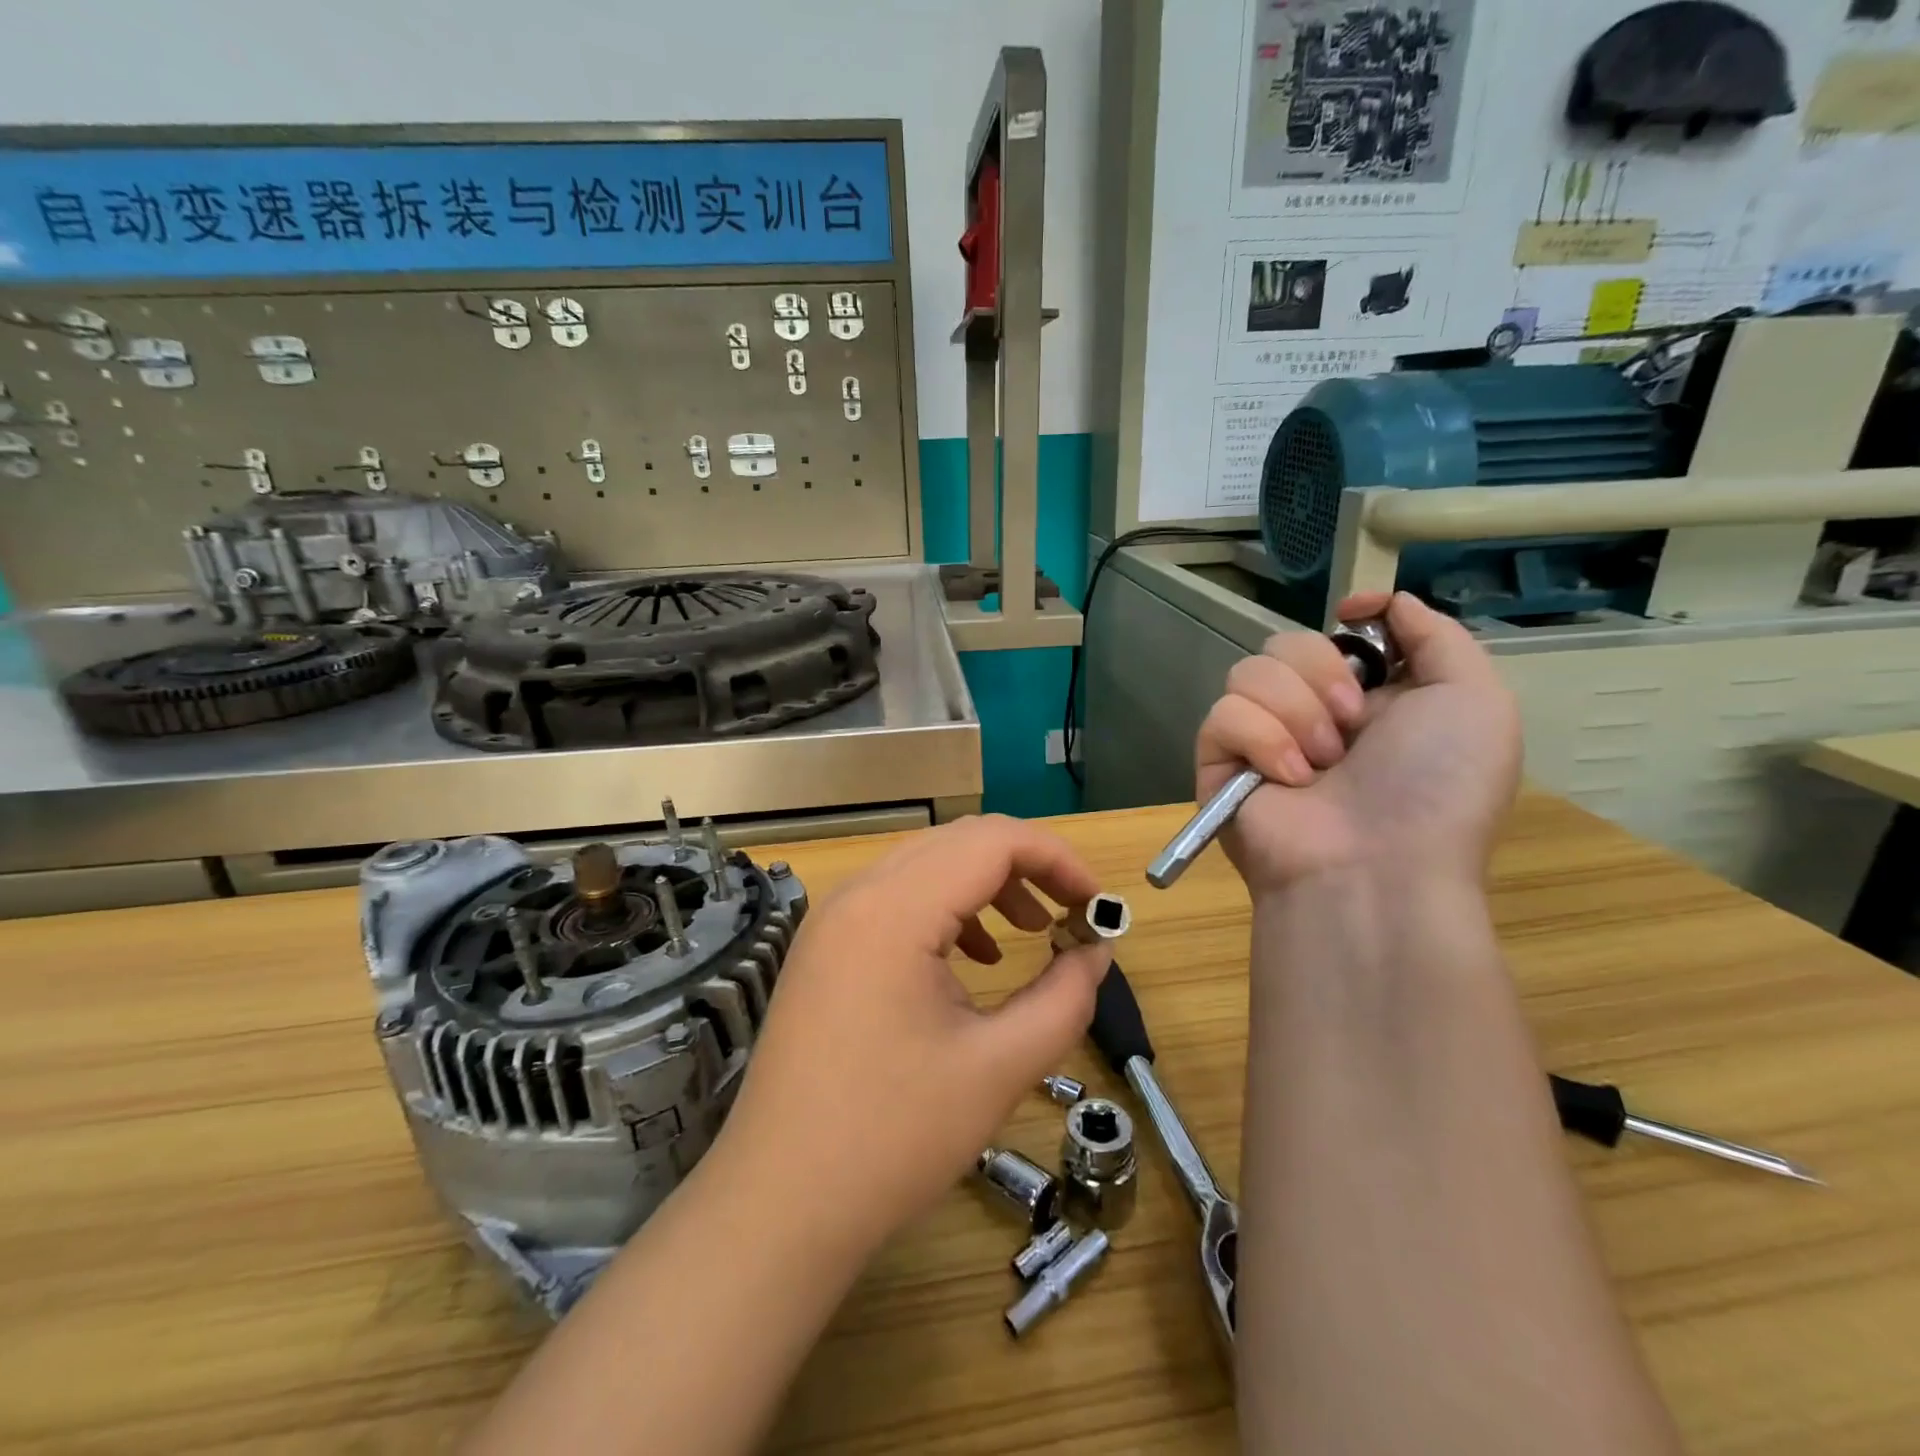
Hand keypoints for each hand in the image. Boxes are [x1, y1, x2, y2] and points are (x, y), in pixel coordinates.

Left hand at [714, 815, 1112, 1255]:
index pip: (992, 841)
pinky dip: (947, 910)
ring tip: (1031, 932)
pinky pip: (896, 899)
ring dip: (987, 885)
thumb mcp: (999, 1068)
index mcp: (895, 910)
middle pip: (958, 842)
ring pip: (927, 866)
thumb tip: (1097, 951)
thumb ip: (1064, 998)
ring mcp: (832, 920)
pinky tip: (972, 960)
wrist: (778, 1205)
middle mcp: (857, 895)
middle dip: (1026, 868)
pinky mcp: (823, 948)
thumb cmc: (892, 1140)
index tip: (1097, 903)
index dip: (1057, 858)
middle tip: (1072, 915)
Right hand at [1195, 591, 1520, 893]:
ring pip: (1249, 671)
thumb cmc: (1436, 788)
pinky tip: (1286, 778)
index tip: (1355, 617)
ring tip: (1321, 763)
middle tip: (1352, 722)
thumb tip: (1380, 603)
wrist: (1375, 868)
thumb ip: (1438, 636)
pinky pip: (1221, 714)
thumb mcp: (1476, 701)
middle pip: (1288, 642)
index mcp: (1374, 698)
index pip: (1339, 633)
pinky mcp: (1220, 762)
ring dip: (1294, 712)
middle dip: (1322, 672)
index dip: (1349, 621)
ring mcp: (1262, 738)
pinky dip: (1258, 740)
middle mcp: (1314, 713)